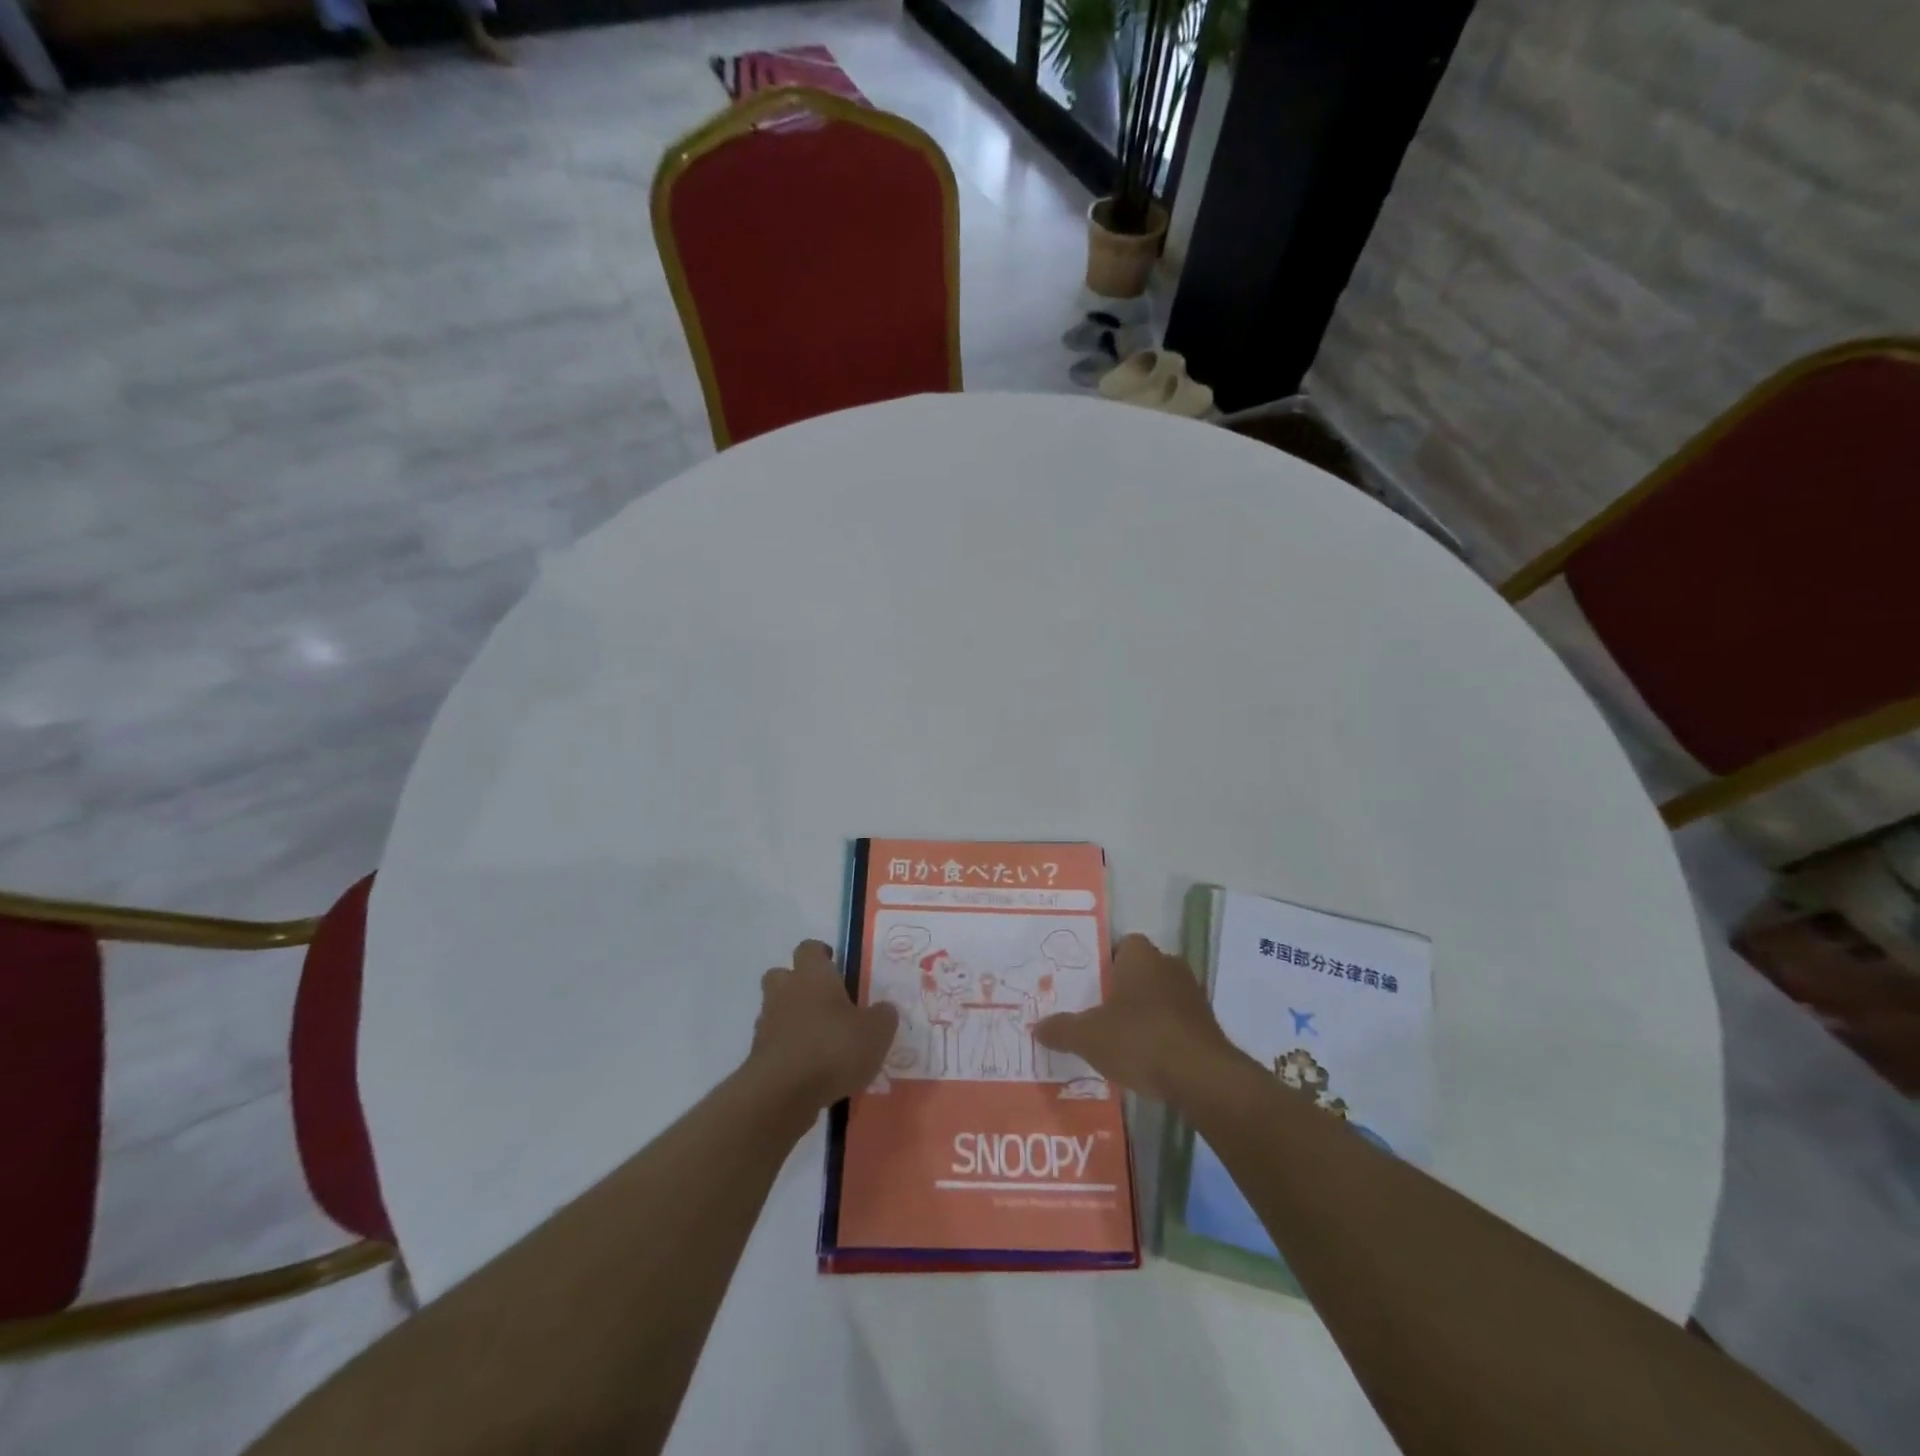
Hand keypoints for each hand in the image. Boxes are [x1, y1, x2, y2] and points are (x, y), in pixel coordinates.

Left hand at [746, 941, 898, 1111]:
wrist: (782, 1093)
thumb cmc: (833, 1048)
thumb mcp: (876, 1032)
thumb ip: (883, 1016)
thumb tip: (884, 1009)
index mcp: (813, 975)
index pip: (810, 948)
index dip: (821, 954)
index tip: (836, 965)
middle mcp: (785, 992)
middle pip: (782, 975)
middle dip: (798, 984)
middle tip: (824, 1002)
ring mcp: (766, 1025)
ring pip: (776, 1011)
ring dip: (793, 1020)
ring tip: (821, 1042)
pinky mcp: (758, 1058)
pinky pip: (775, 1045)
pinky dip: (789, 1052)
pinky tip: (811, 1071)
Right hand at [1034, 933, 1243, 1101]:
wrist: (1201, 1077)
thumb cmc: (1140, 1040)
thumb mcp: (1088, 1036)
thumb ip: (1061, 1029)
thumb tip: (1036, 1026)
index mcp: (1141, 957)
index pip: (1122, 944)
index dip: (1105, 960)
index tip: (1088, 983)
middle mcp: (1170, 966)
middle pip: (1141, 969)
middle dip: (1122, 987)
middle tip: (1097, 1009)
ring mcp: (1192, 995)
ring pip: (1160, 995)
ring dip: (1144, 1011)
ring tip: (1119, 1036)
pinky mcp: (1206, 1024)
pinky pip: (1175, 1020)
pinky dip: (1161, 1032)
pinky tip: (1145, 1056)